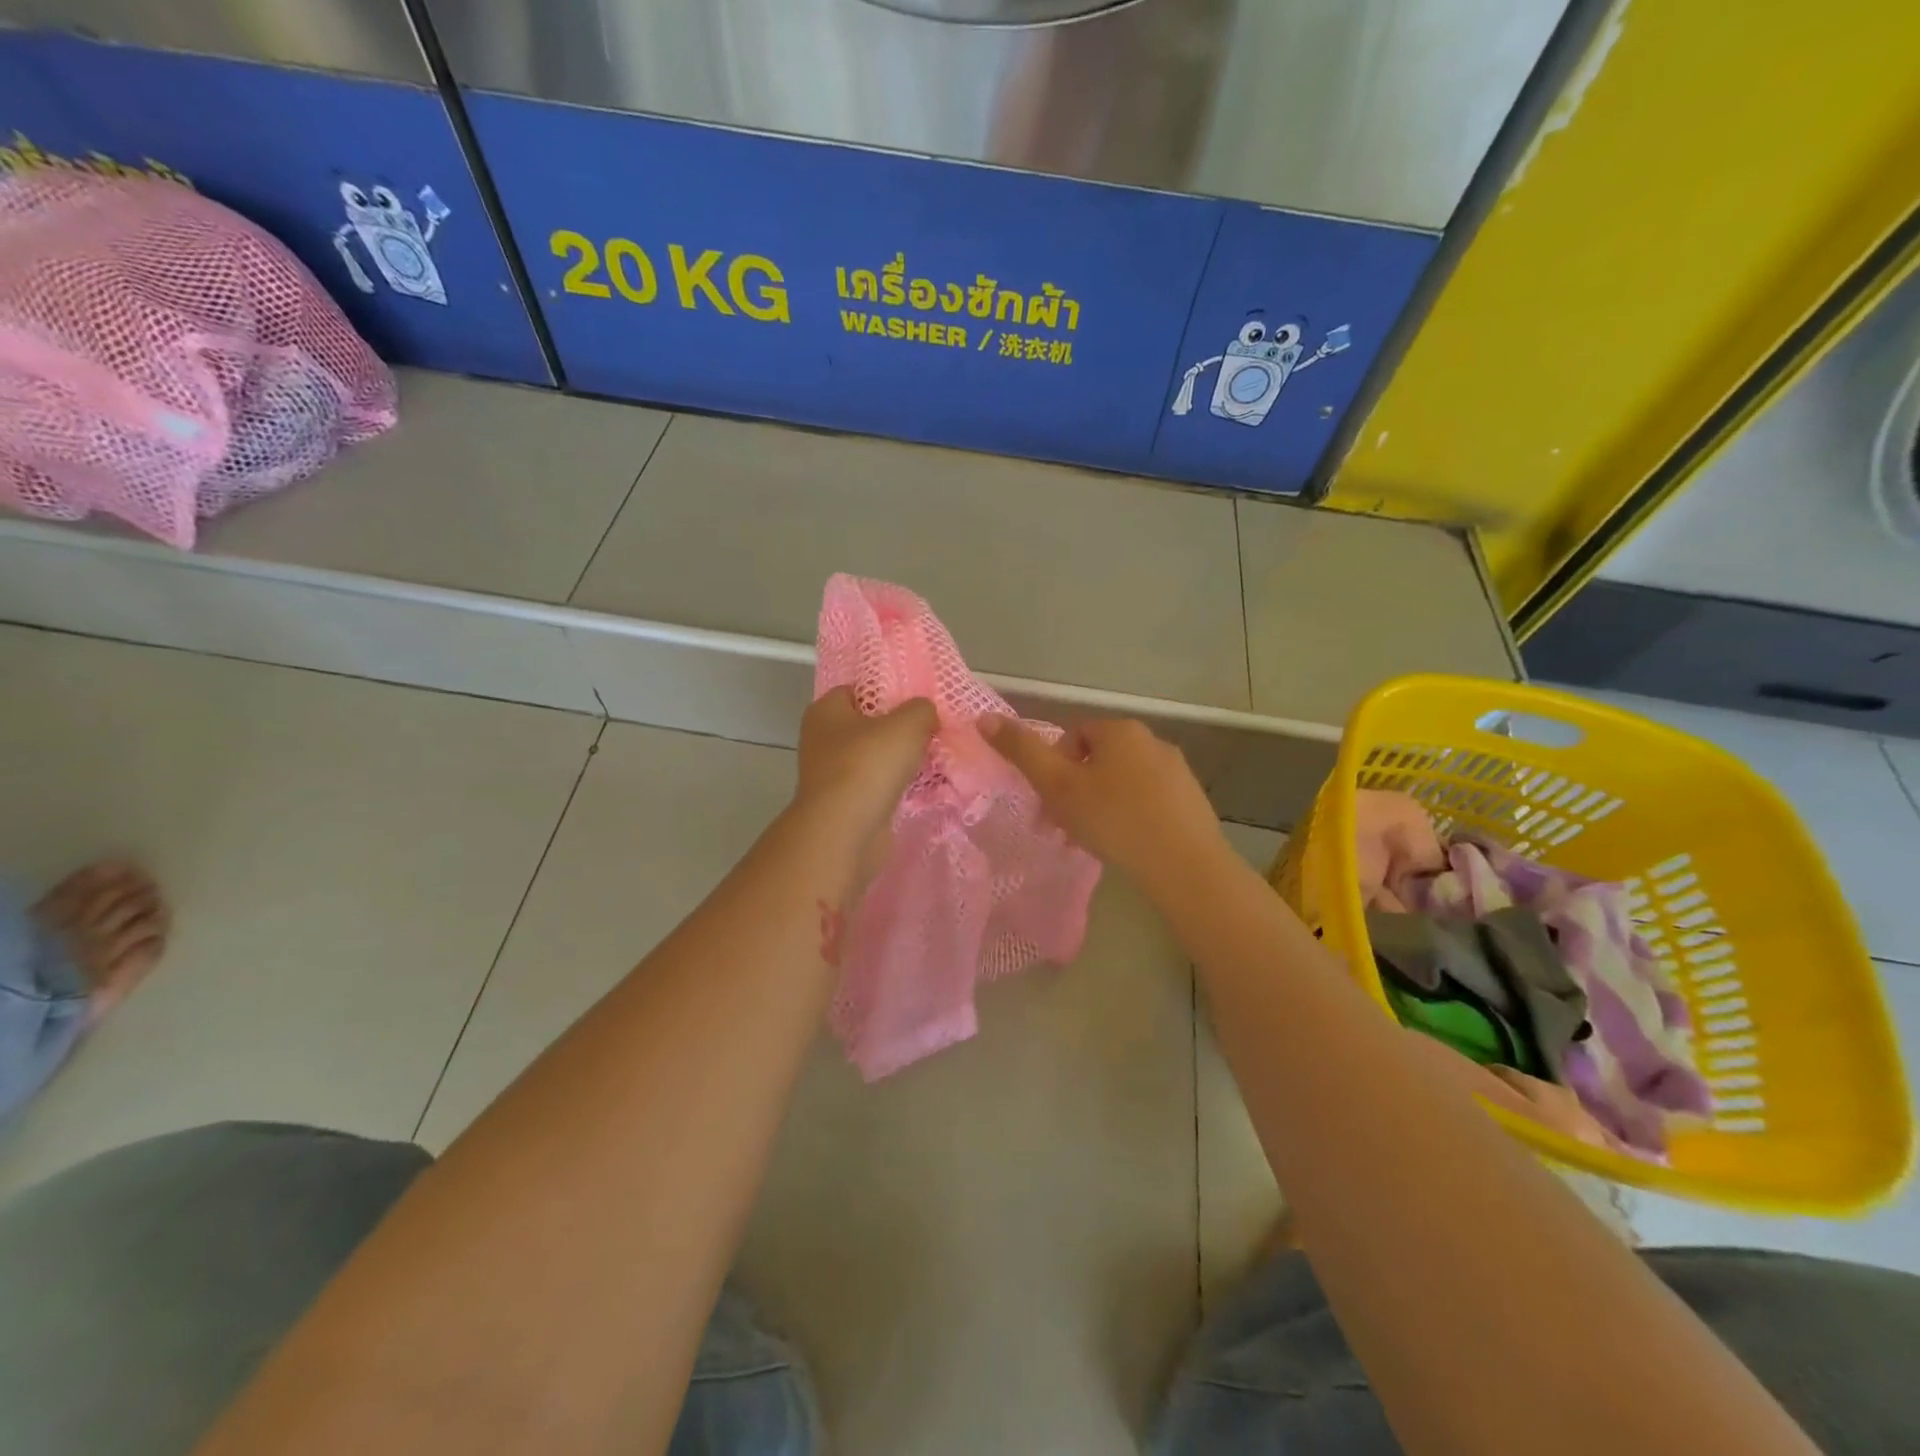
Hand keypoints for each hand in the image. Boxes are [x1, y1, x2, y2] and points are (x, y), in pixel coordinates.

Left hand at [795, 688, 937, 840]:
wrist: (846, 831)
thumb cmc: (869, 765)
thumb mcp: (907, 724)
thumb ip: (921, 710)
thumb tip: (925, 713)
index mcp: (825, 711)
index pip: (856, 690)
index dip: (885, 692)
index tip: (916, 702)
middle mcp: (822, 740)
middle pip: (866, 726)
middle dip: (896, 729)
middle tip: (930, 730)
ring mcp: (831, 775)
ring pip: (872, 759)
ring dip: (898, 761)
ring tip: (932, 758)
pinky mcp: (844, 804)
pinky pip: (876, 787)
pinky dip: (895, 787)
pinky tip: (921, 787)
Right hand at [981, 715, 1223, 882]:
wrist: (1184, 864)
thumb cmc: (1113, 819)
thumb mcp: (1057, 786)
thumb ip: (1021, 751)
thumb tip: (984, 717)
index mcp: (1119, 730)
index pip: (1072, 736)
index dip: (1053, 768)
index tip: (1048, 803)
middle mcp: (1152, 741)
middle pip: (1098, 760)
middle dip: (1075, 790)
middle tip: (1064, 827)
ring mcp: (1177, 771)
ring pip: (1123, 782)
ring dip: (1101, 805)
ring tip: (1094, 840)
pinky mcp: (1192, 801)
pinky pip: (1148, 801)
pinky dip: (1131, 817)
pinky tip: (1126, 845)